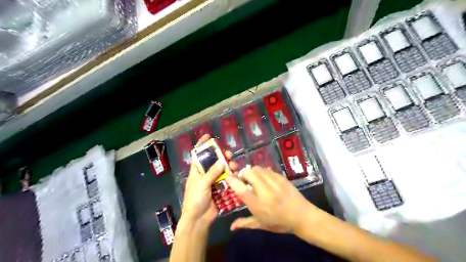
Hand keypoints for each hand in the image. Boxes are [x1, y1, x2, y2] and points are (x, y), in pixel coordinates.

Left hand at [180, 135, 237, 225]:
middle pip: (213, 161)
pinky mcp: (220, 188)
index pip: (198, 154)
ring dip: (228, 166)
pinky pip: (227, 180)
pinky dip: (231, 176)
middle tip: (229, 154)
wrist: (199, 219)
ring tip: (234, 167)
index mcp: (196, 171)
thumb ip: (212, 172)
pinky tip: (236, 175)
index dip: (202, 145)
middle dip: (221, 156)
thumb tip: (221, 160)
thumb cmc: (195, 199)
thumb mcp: (201, 184)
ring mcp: (213, 181)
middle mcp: (205, 174)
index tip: (208, 136)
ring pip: (222, 170)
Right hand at [224, 166, 320, 232]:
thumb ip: (245, 223)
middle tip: (245, 180)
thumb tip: (232, 227)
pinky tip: (265, 179)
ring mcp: (274, 183)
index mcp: (258, 205)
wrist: (303, 216)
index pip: (241, 190)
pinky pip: (267, 169)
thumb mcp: (261, 225)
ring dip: (253, 172)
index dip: (232, 181)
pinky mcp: (281, 178)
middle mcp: (265, 192)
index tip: (228, 176)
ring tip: (255, 179)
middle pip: (249, 173)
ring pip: (258, 169)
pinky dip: (263, 172)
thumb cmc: (280, 223)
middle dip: (243, 174)